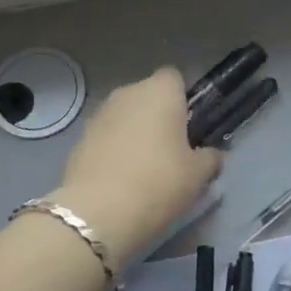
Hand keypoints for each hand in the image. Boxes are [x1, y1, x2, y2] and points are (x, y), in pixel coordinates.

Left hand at [53, 67, 221, 264]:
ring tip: (145, 169)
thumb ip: (210, 158)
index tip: (191, 127)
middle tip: (172, 151)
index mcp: (160, 91)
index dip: (184, 98)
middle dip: (159, 117)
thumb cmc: (158, 183)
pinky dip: (115, 150)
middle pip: (148, 96)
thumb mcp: (198, 175)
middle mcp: (127, 93)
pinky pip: (107, 137)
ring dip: (135, 133)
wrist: (97, 212)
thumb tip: (211, 154)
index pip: (175, 78)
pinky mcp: (80, 138)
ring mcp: (99, 114)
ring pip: (125, 116)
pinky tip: (121, 179)